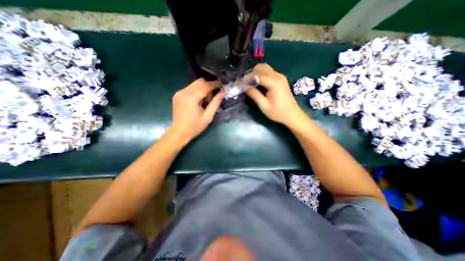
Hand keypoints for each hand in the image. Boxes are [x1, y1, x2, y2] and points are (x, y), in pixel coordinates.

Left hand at [170, 78, 222, 141]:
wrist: (179, 132)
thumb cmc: (195, 126)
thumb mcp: (208, 116)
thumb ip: (215, 103)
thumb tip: (222, 92)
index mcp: (191, 98)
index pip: (205, 86)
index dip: (215, 84)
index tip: (221, 85)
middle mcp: (184, 92)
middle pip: (200, 82)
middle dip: (209, 86)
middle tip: (213, 96)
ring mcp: (179, 93)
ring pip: (195, 84)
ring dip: (203, 88)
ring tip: (205, 100)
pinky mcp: (177, 95)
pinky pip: (190, 88)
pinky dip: (197, 91)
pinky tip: (198, 100)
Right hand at [244, 63, 307, 126]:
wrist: (292, 115)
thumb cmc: (278, 112)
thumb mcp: (264, 106)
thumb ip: (254, 95)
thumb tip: (244, 87)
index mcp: (274, 83)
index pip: (257, 75)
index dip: (247, 79)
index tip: (240, 84)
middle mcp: (278, 76)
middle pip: (261, 67)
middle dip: (251, 74)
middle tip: (245, 84)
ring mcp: (280, 76)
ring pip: (265, 68)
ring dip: (256, 73)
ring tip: (251, 83)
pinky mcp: (281, 79)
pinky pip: (269, 72)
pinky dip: (261, 75)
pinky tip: (258, 83)